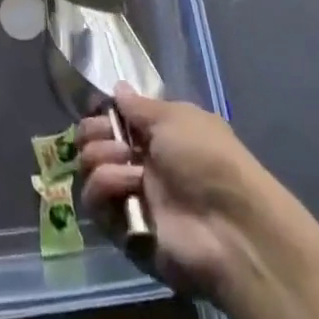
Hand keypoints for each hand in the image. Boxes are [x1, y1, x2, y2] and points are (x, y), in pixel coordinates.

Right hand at [78, 87, 267, 302]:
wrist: (229, 227)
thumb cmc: (206, 158)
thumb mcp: (175, 118)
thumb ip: (139, 106)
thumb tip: (118, 89)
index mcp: (155, 135)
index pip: (112, 119)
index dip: (102, 112)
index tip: (101, 110)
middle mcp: (139, 163)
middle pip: (92, 141)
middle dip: (94, 133)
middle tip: (114, 139)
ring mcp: (130, 196)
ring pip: (89, 169)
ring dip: (103, 159)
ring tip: (132, 167)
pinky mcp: (122, 230)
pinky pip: (94, 203)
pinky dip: (106, 187)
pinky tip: (130, 187)